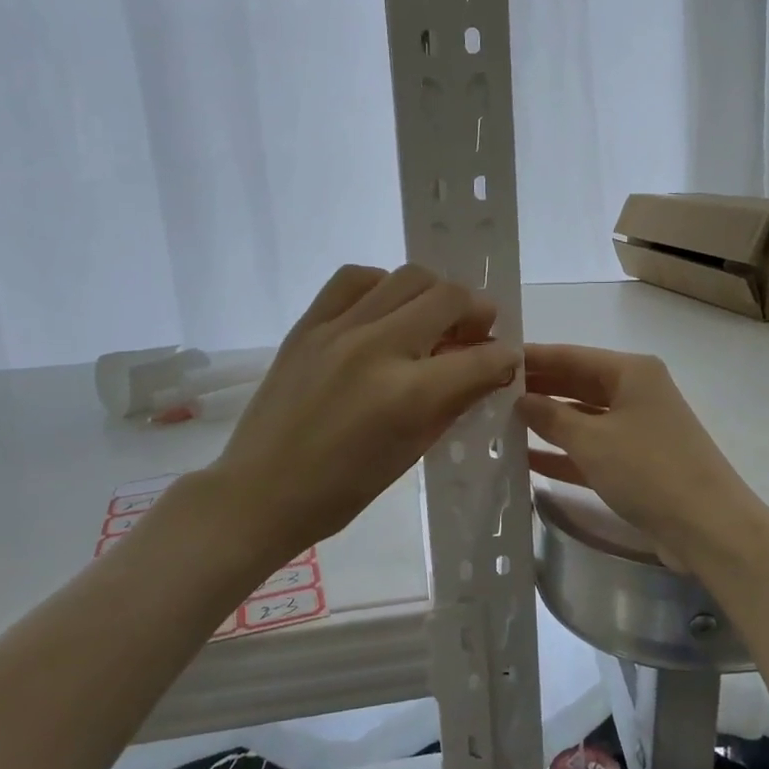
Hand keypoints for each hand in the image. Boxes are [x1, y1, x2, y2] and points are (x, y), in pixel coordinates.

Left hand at [211, 264, 517, 567]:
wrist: (261, 491)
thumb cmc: (343, 489)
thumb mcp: (413, 451)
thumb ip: (455, 401)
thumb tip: (488, 369)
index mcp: (408, 395)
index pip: (481, 358)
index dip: (506, 358)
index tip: (507, 361)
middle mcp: (378, 348)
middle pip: (449, 297)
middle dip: (477, 312)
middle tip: (475, 333)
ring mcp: (339, 330)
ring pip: (408, 277)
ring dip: (434, 294)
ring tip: (431, 319)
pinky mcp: (308, 323)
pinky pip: (354, 278)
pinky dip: (382, 285)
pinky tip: (385, 309)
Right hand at [517, 344, 768, 572]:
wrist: (709, 528)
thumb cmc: (649, 470)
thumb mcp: (592, 441)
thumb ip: (551, 417)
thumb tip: (520, 399)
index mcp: (631, 372)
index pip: (570, 356)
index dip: (532, 358)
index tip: (492, 359)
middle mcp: (635, 392)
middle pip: (576, 385)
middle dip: (536, 390)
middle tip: (487, 395)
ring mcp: (637, 428)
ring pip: (582, 418)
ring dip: (546, 423)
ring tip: (499, 425)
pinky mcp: (637, 462)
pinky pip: (591, 449)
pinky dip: (564, 453)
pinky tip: (527, 460)